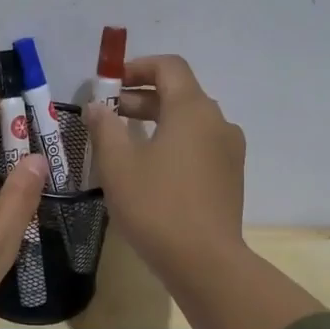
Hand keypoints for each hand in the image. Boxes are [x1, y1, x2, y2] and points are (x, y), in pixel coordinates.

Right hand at [83, 54, 324, 328]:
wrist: (205, 261)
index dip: (138, 67)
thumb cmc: (156, 205)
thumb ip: (105, 127)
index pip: (170, 67)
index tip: (111, 83)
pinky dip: (174, 142)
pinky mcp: (230, 176)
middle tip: (109, 114)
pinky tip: (150, 168)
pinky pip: (199, 144)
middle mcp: (217, 121)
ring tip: (125, 141)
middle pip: (180, 93)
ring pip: (190, 121)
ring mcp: (229, 150)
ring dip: (157, 121)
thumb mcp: (117, 164)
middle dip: (142, 97)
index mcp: (192, 109)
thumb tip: (98, 106)